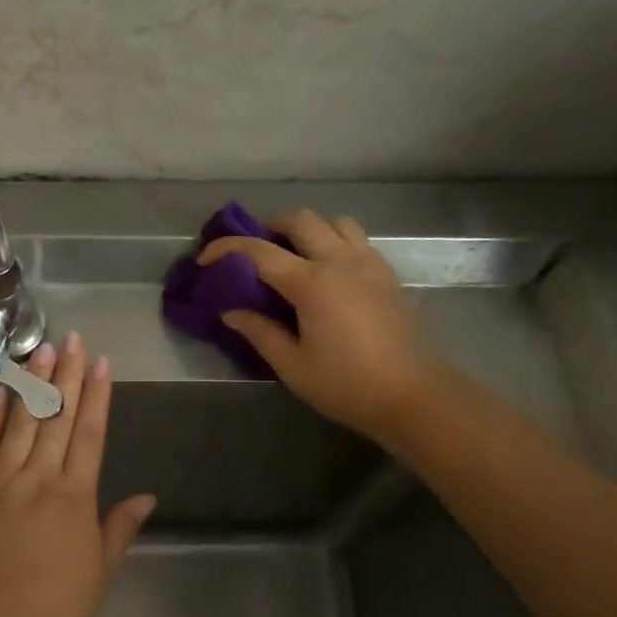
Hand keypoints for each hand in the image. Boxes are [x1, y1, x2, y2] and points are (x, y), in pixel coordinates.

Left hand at [0, 335, 156, 616]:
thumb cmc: (54, 601)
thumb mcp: (100, 570)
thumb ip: (120, 528)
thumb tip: (147, 496)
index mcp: (75, 494)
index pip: (90, 434)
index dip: (98, 396)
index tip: (102, 364)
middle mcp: (40, 477)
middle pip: (57, 418)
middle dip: (67, 376)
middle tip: (73, 339)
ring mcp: (3, 481)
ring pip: (21, 424)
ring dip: (34, 385)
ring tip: (42, 351)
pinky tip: (0, 393)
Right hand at [199, 209, 438, 441]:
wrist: (410, 395)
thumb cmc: (345, 385)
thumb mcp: (292, 365)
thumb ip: (259, 332)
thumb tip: (231, 311)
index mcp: (312, 284)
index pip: (259, 251)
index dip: (227, 249)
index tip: (206, 259)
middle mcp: (340, 262)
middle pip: (301, 220)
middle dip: (270, 227)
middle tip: (254, 253)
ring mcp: (369, 263)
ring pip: (335, 222)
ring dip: (308, 230)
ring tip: (294, 256)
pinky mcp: (386, 274)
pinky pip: (357, 240)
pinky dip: (335, 242)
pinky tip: (327, 272)